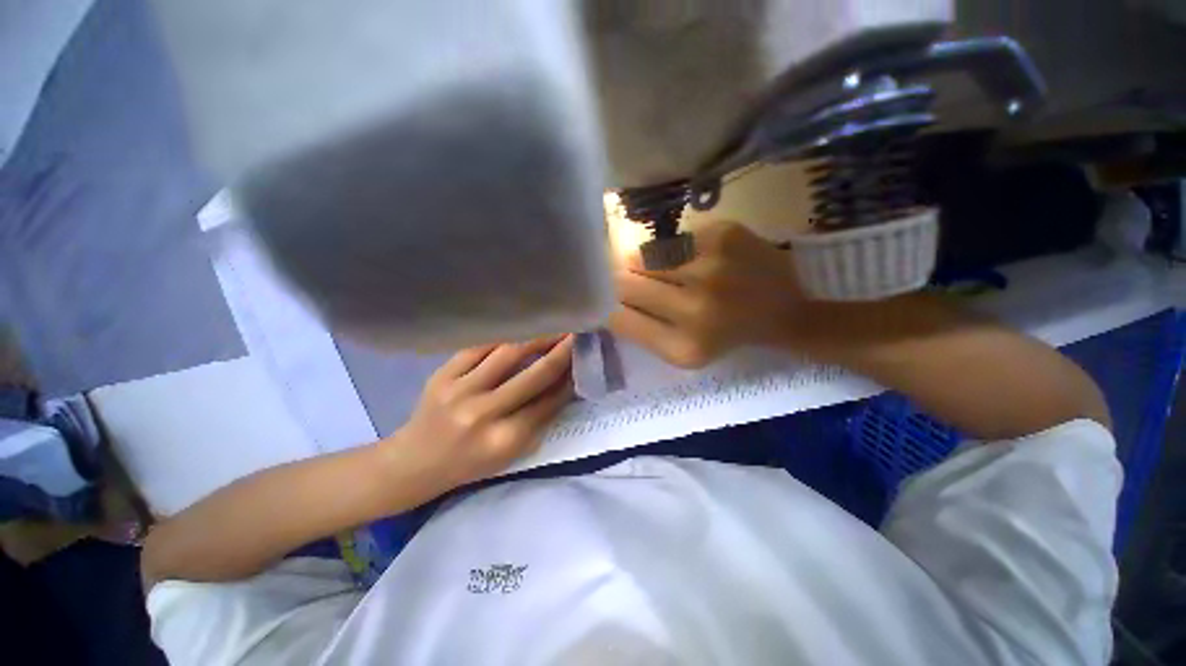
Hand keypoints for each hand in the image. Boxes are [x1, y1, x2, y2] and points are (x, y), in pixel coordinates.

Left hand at [390, 336, 575, 486]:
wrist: (414, 462)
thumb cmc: (470, 464)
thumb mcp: (510, 453)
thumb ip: (540, 419)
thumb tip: (565, 383)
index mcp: (503, 441)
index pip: (548, 403)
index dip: (569, 379)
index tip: (583, 359)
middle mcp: (482, 414)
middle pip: (534, 375)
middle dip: (561, 352)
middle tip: (577, 334)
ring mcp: (459, 391)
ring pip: (508, 353)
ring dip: (536, 338)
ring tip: (553, 327)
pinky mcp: (442, 374)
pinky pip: (480, 347)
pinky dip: (503, 338)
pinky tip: (519, 331)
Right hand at [610, 221, 803, 367]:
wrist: (786, 311)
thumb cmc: (727, 335)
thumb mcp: (682, 351)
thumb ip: (642, 330)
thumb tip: (604, 300)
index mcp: (682, 348)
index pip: (617, 317)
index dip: (609, 306)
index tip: (612, 301)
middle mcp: (694, 309)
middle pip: (625, 284)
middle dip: (622, 282)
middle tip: (633, 282)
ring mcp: (710, 268)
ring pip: (643, 257)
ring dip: (643, 264)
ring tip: (665, 271)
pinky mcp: (722, 235)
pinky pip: (670, 240)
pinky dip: (670, 250)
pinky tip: (688, 259)